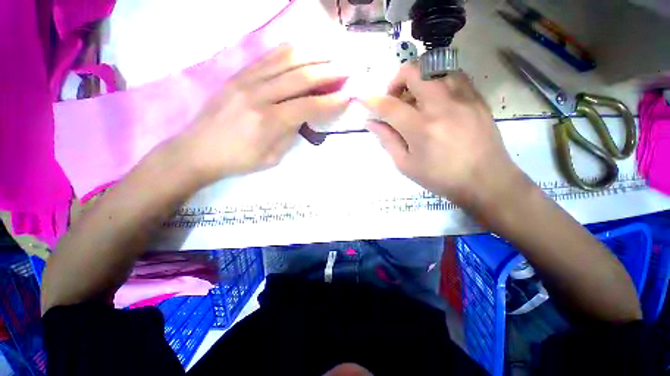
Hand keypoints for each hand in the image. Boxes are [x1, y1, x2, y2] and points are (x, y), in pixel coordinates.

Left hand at [176, 44, 349, 184]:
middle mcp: (259, 95)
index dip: (331, 101)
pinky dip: (290, 51)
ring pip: (286, 59)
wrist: (197, 150)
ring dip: (313, 55)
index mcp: (268, 122)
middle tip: (347, 69)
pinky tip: (304, 50)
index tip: (347, 96)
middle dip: (329, 72)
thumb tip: (305, 115)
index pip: (308, 106)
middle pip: (301, 77)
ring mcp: (246, 80)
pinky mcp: (238, 74)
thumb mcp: (272, 158)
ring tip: (331, 54)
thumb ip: (291, 134)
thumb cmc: (238, 160)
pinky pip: (268, 57)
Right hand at [359, 62, 522, 207]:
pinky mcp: (477, 98)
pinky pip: (454, 76)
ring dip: (419, 79)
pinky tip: (437, 101)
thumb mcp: (406, 165)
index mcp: (421, 128)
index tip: (363, 99)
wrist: (486, 181)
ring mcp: (463, 98)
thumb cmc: (440, 178)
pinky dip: (438, 82)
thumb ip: (387, 140)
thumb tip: (371, 123)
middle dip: (397, 79)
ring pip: (436, 67)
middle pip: (415, 71)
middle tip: (395, 98)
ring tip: (416, 99)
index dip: (372, 101)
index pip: (390, 106)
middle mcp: (442, 106)